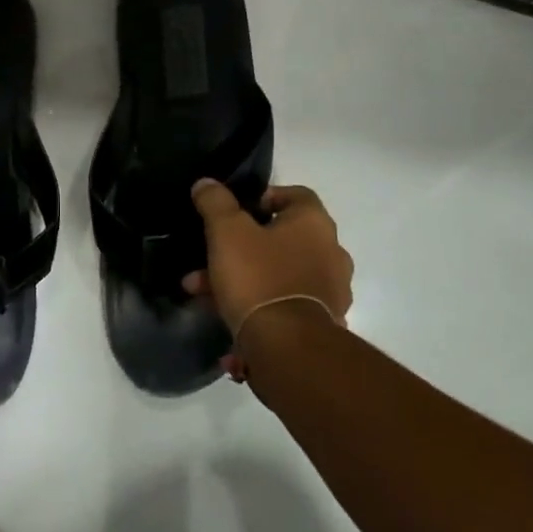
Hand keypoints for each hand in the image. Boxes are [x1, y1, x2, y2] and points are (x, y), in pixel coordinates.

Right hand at [185, 180, 352, 378]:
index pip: (295, 195)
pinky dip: (257, 306)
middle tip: (208, 258)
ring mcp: (330, 291)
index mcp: (314, 224)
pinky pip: (283, 304)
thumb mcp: (226, 232)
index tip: (236, 211)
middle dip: (237, 248)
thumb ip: (215, 203)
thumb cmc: (258, 277)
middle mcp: (331, 253)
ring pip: (276, 274)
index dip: (264, 197)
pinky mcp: (322, 323)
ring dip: (240, 278)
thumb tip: (206, 184)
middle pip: (280, 238)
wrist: (288, 348)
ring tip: (201, 293)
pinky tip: (226, 319)